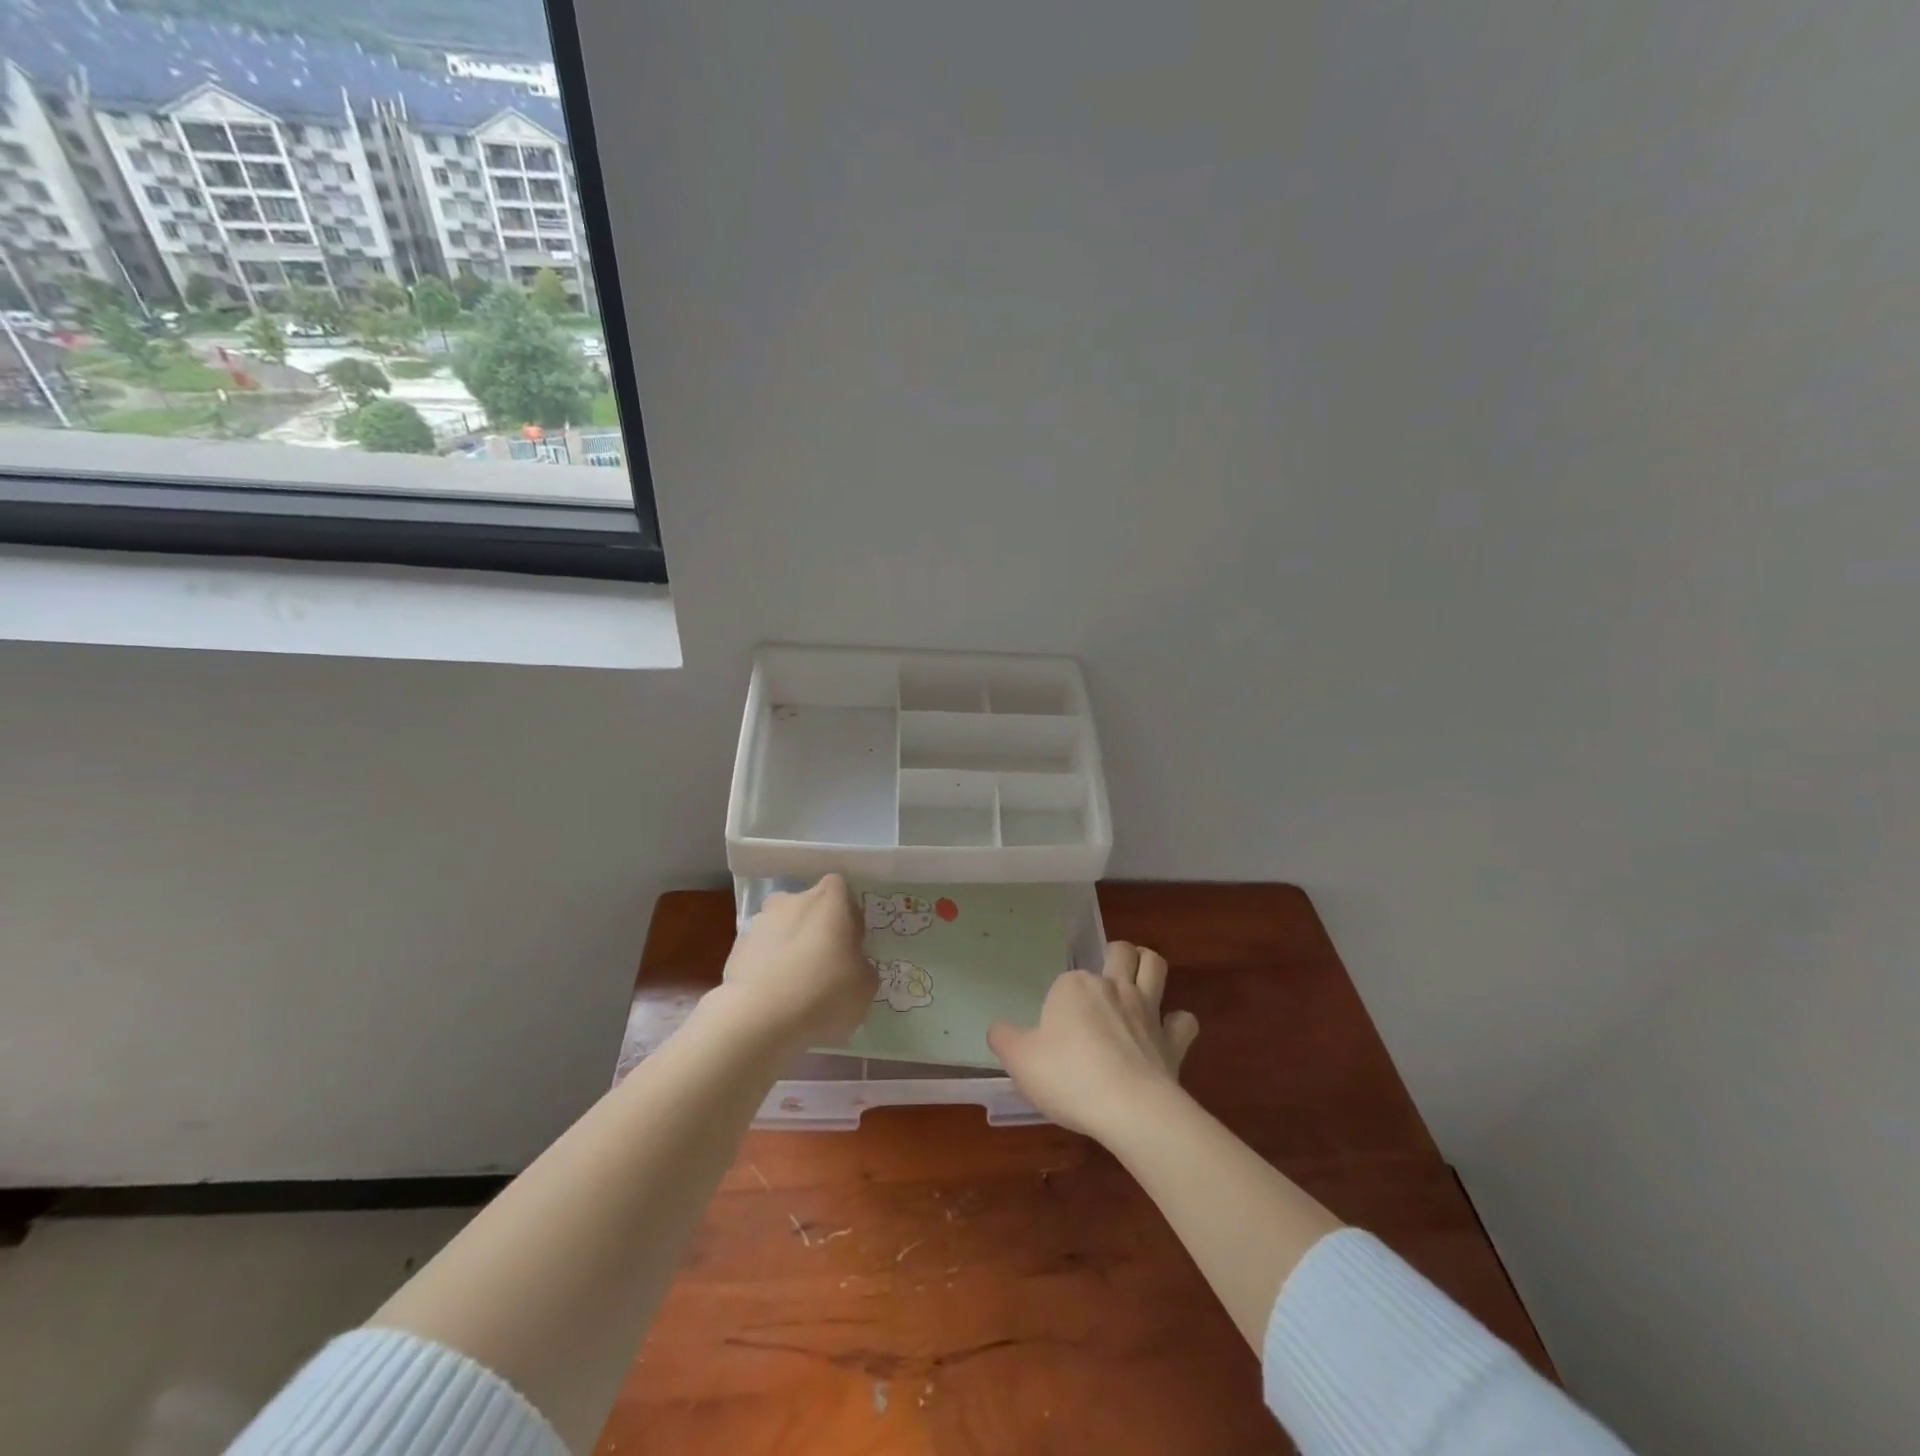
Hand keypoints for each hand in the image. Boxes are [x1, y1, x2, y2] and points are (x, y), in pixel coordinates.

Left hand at [709, 875, 875, 1051]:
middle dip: (816, 931)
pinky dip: (768, 969)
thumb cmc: (824, 992)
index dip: (848, 917)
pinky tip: (774, 999)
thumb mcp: (865, 985)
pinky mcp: (736, 949)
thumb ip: (861, 966)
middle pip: (809, 909)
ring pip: (782, 930)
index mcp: (829, 899)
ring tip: (796, 988)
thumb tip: (851, 965)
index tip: (850, 945)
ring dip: (789, 948)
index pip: (842, 892)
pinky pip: (761, 954)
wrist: (760, 1018)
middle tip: (825, 967)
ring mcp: (759, 922)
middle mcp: (792, 899)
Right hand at [987, 942, 1199, 1141]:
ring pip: (1155, 966)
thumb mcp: (1019, 1060)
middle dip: (1116, 955)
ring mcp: (1147, 1011)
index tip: (1052, 1030)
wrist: (1129, 1109)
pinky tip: (1167, 1033)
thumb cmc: (1068, 1077)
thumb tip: (998, 1028)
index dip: (1060, 1000)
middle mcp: (1113, 987)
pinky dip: (1177, 1023)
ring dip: (1149, 966)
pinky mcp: (1173, 1040)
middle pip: (1120, 952)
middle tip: (1105, 975)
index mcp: (1075, 986)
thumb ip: (1004, 1038)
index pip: (1065, 980)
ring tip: (1139, 979)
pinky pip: (1184, 1021)